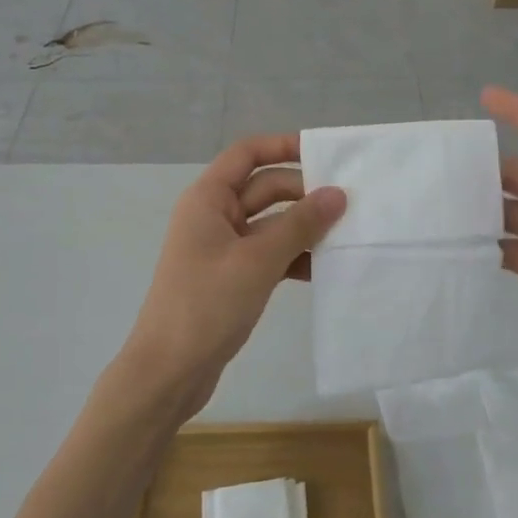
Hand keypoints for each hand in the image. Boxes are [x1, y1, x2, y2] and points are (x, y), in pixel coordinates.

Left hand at [118, 135, 345, 423]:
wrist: (168, 371)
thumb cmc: (207, 304)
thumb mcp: (258, 260)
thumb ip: (300, 224)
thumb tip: (338, 193)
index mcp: (208, 199)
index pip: (247, 154)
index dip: (283, 146)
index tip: (325, 154)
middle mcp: (214, 216)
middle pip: (264, 188)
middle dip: (303, 192)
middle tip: (349, 203)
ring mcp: (222, 248)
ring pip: (270, 224)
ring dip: (303, 227)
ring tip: (346, 235)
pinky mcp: (232, 277)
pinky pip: (268, 254)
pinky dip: (293, 257)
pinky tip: (324, 269)